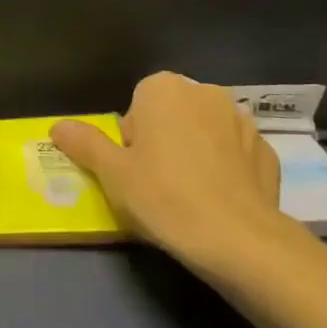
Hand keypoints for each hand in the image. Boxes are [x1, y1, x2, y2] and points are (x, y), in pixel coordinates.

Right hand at [51, 73, 297, 277]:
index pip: (137, 105)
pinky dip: (227, 171)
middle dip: (164, 140)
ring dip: (197, 152)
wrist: (238, 238)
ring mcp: (243, 121)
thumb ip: (84, 143)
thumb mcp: (111, 173)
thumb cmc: (163, 196)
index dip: (131, 139)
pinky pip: (236, 156)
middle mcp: (206, 92)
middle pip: (172, 115)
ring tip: (190, 196)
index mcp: (164, 89)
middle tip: (156, 184)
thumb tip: (57, 126)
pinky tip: (220, 202)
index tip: (132, 170)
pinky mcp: (268, 152)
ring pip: (207, 133)